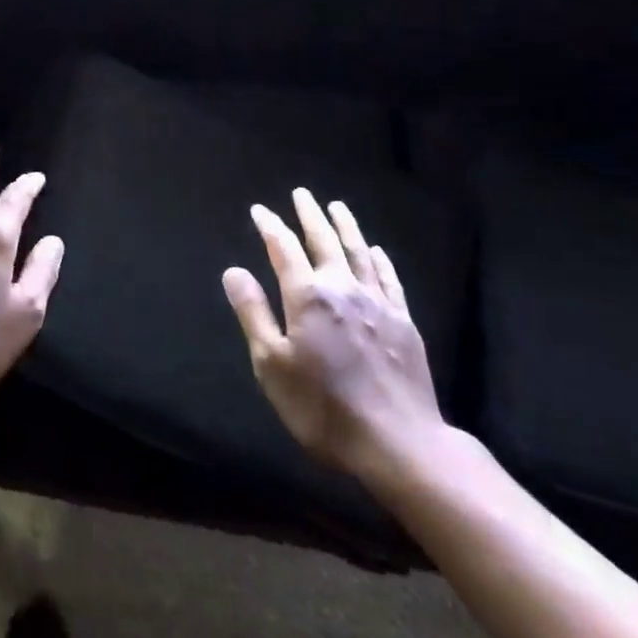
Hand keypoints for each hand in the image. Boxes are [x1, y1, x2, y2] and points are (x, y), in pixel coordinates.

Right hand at [223, 189, 447, 498]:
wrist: (399, 443)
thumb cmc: (324, 408)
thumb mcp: (272, 365)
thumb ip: (253, 314)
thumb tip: (233, 271)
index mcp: (307, 296)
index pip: (283, 248)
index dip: (270, 226)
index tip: (259, 210)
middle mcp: (342, 288)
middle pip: (324, 241)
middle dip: (309, 215)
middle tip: (302, 194)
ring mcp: (377, 303)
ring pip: (359, 253)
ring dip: (346, 227)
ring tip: (337, 207)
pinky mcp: (403, 322)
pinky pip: (389, 280)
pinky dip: (380, 260)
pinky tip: (376, 251)